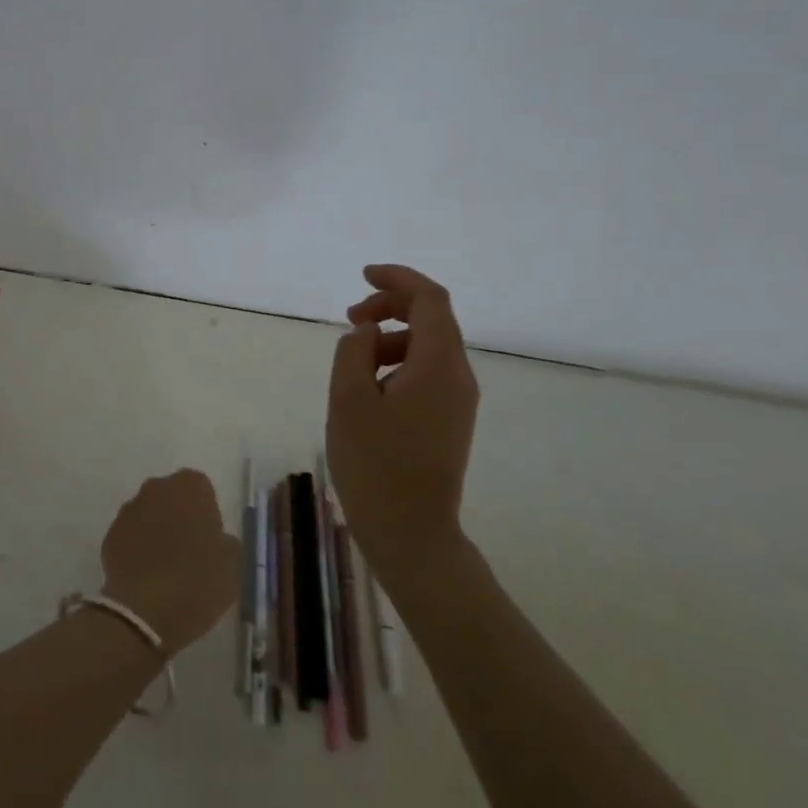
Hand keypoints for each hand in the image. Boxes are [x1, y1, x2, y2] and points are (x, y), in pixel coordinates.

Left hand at [99, 470, 240, 658]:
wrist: (145, 612)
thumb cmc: (197, 581)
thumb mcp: (233, 564)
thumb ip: (227, 542)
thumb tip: (218, 540)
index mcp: (189, 487)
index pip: (202, 488)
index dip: (207, 513)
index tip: (211, 539)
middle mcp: (156, 488)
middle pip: (172, 496)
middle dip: (180, 516)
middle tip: (191, 551)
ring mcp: (129, 510)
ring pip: (149, 514)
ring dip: (157, 531)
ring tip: (168, 567)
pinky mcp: (110, 535)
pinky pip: (130, 536)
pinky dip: (138, 549)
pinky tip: (147, 576)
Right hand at [327, 265, 479, 582]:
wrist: (411, 532)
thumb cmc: (375, 463)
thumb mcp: (349, 399)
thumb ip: (354, 351)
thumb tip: (366, 332)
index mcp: (439, 365)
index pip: (430, 299)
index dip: (398, 278)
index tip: (362, 276)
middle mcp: (458, 376)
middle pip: (432, 319)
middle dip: (390, 307)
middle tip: (349, 318)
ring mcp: (457, 400)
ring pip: (427, 346)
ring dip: (389, 337)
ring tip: (352, 360)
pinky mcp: (449, 420)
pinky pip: (426, 372)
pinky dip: (397, 362)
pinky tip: (368, 386)